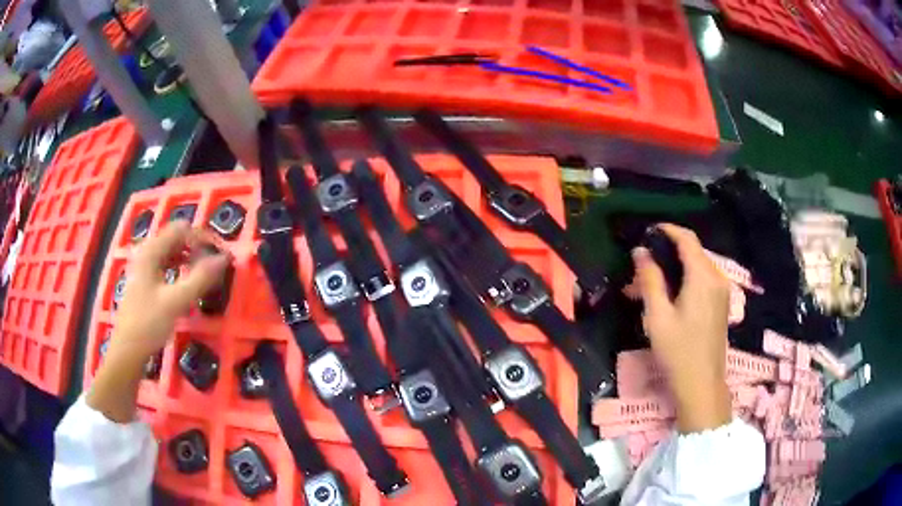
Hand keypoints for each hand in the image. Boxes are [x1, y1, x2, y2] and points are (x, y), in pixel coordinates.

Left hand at [89, 222, 229, 422]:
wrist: (127, 351)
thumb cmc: (148, 324)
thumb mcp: (176, 302)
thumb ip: (200, 279)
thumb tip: (224, 259)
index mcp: (151, 251)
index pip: (181, 229)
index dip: (202, 239)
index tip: (219, 257)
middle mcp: (147, 253)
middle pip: (176, 239)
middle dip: (197, 249)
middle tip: (214, 268)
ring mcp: (144, 267)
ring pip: (172, 253)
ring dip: (190, 260)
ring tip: (205, 277)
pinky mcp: (145, 282)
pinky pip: (167, 266)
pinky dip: (180, 270)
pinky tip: (188, 285)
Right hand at [632, 224, 731, 432]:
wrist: (702, 385)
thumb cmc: (678, 352)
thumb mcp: (657, 316)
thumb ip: (650, 280)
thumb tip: (640, 251)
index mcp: (703, 277)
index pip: (687, 239)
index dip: (667, 230)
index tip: (647, 232)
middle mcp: (717, 277)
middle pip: (693, 252)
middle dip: (668, 253)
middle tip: (642, 266)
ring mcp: (722, 291)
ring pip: (697, 266)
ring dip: (675, 267)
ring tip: (650, 283)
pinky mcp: (721, 303)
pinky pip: (703, 280)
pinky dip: (685, 279)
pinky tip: (669, 295)